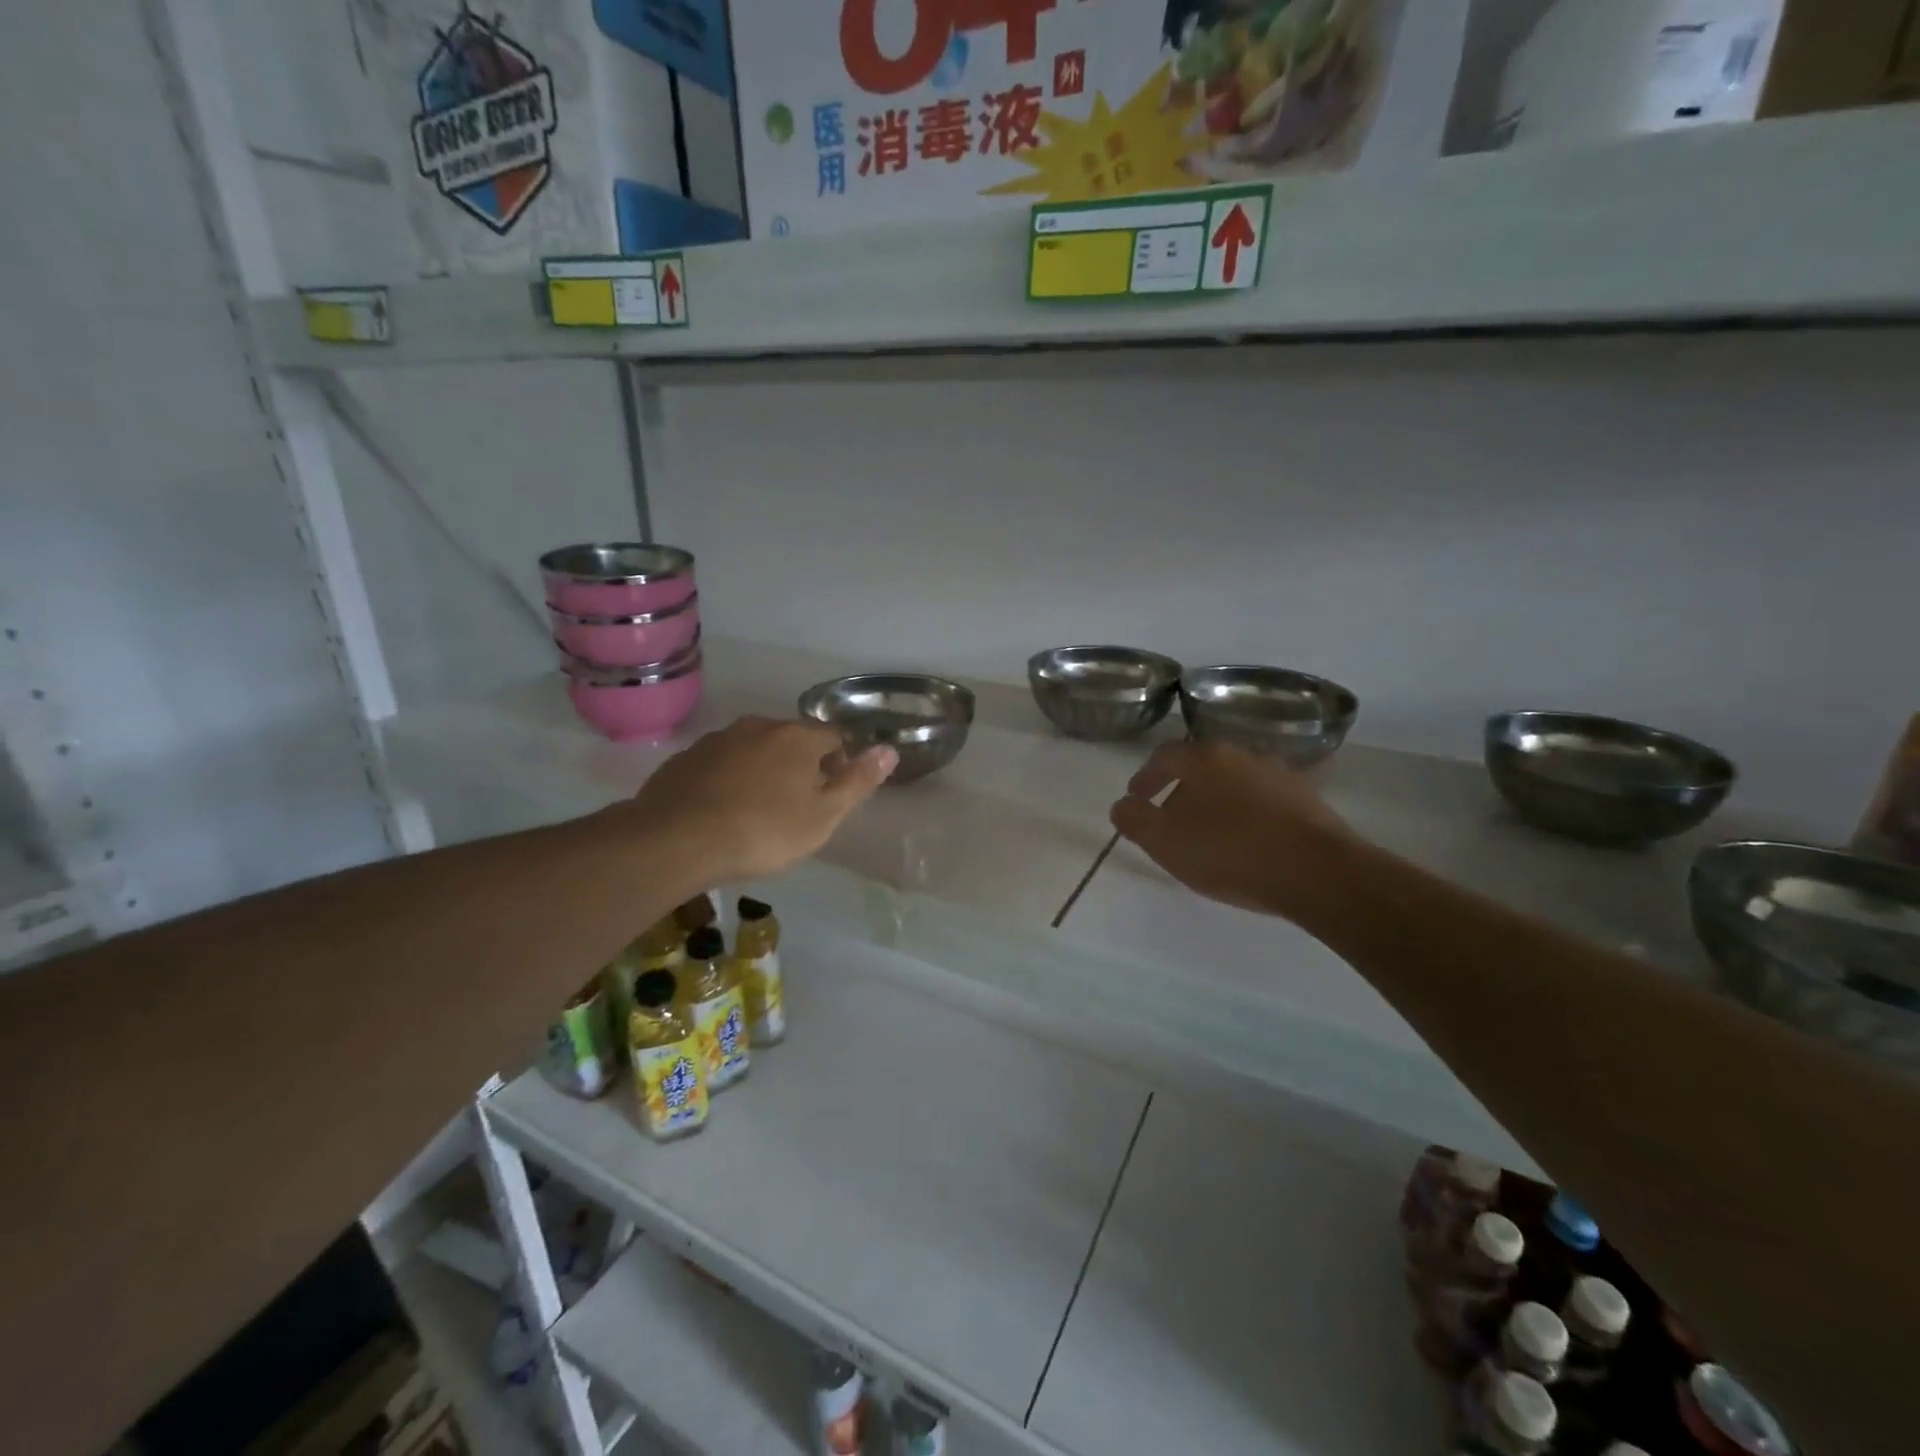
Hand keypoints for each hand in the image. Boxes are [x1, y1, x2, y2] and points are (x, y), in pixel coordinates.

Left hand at [623, 717, 895, 884]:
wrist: (675, 841)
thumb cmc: (763, 832)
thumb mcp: (823, 816)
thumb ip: (858, 781)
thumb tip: (889, 749)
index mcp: (797, 738)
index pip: (833, 737)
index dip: (839, 763)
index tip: (831, 794)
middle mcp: (758, 726)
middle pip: (791, 740)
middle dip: (800, 765)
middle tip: (796, 806)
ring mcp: (718, 740)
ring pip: (753, 749)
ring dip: (762, 770)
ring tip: (757, 809)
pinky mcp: (686, 758)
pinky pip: (720, 763)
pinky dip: (728, 779)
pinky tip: (721, 810)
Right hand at [1109, 740, 1363, 919]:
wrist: (1318, 872)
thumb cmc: (1230, 851)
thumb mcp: (1165, 841)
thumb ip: (1135, 820)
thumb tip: (1122, 805)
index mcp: (1204, 758)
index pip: (1164, 757)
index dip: (1146, 778)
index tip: (1137, 798)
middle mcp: (1242, 755)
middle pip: (1201, 768)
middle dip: (1181, 792)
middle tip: (1171, 821)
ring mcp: (1279, 775)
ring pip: (1235, 784)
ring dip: (1217, 804)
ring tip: (1211, 837)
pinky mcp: (1308, 801)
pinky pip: (1264, 803)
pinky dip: (1248, 817)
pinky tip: (1248, 844)